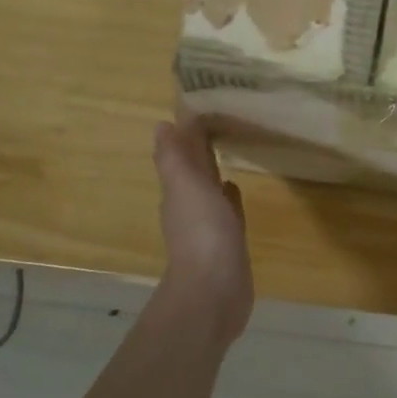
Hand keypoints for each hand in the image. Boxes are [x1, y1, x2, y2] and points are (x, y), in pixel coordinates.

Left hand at [153, 117, 253, 336]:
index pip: (180, 155)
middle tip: (218, 121)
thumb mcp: (185, 187)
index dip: (187, 134)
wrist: (215, 290)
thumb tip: (161, 125)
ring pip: (210, 190)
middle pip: (193, 171)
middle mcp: (189, 206)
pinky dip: (229, 198)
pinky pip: (227, 211)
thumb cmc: (202, 232)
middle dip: (200, 149)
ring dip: (214, 173)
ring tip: (228, 150)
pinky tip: (235, 190)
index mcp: (177, 191)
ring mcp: (209, 225)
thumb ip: (174, 157)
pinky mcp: (228, 241)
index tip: (202, 107)